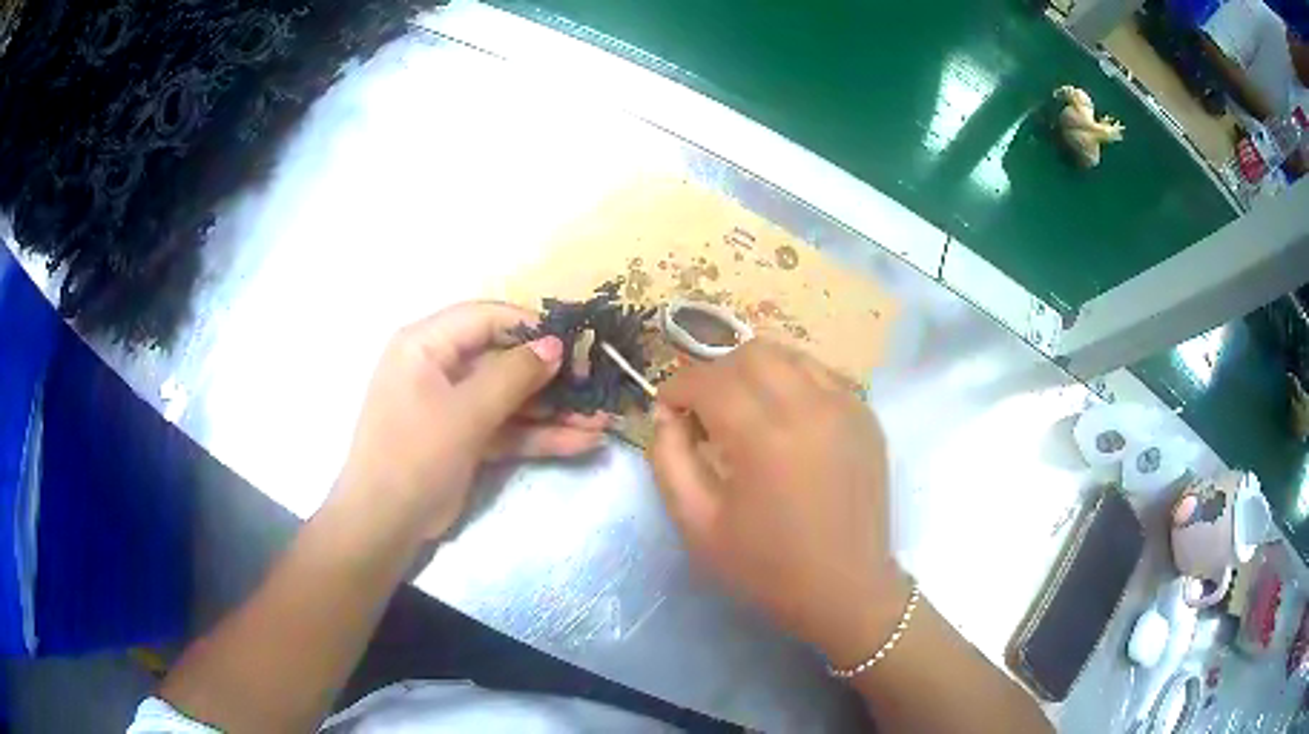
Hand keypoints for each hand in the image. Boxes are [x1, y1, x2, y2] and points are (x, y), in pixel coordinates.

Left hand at [334, 301, 607, 541]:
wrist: (385, 524)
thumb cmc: (415, 454)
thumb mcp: (465, 412)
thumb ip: (513, 375)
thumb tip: (555, 344)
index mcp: (426, 344)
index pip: (486, 318)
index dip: (532, 327)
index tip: (575, 344)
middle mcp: (441, 367)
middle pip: (504, 360)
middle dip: (551, 377)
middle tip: (596, 386)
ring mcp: (456, 406)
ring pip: (511, 398)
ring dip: (554, 410)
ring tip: (602, 419)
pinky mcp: (467, 438)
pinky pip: (508, 428)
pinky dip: (540, 436)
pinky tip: (583, 442)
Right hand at [650, 341, 904, 662]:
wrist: (846, 590)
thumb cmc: (768, 567)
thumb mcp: (697, 524)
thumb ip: (668, 460)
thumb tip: (665, 416)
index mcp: (764, 437)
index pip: (709, 380)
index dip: (677, 388)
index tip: (668, 412)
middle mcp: (810, 406)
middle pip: (750, 353)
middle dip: (715, 374)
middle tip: (704, 413)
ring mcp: (846, 406)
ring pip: (789, 355)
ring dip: (753, 372)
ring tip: (744, 412)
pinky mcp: (866, 416)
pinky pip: (820, 375)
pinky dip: (791, 382)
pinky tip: (785, 421)